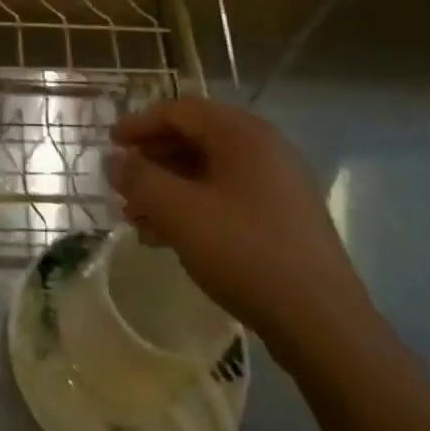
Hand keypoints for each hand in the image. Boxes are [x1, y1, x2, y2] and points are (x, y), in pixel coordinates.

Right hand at [107, 98, 370, 359]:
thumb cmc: (244, 252)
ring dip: (167, 188)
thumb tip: (114, 160)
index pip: (181, 110)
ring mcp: (277, 184)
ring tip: (134, 217)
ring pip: (208, 173)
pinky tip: (166, 238)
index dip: (140, 123)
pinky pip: (226, 198)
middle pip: (195, 139)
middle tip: (120, 182)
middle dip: (152, 160)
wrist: (320, 320)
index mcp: (243, 134)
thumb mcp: (180, 212)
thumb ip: (140, 179)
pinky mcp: (282, 218)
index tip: (109, 143)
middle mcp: (264, 149)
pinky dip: (192, 208)